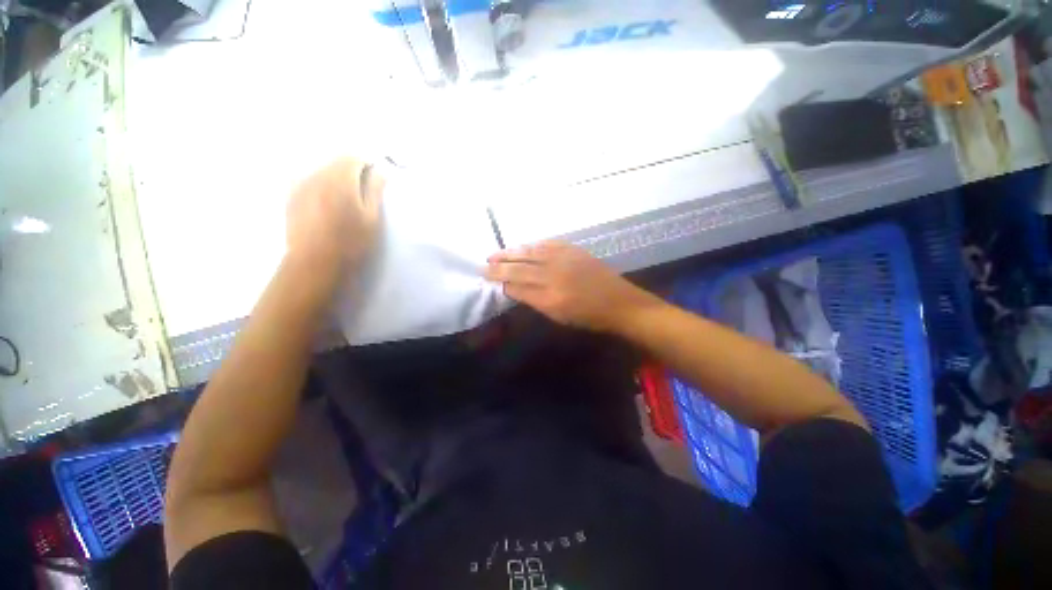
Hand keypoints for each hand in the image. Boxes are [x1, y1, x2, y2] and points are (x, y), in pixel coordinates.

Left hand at [286, 158, 383, 276]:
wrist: (315, 262)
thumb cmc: (351, 242)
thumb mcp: (372, 218)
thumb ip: (375, 191)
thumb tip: (380, 171)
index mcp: (340, 180)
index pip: (353, 157)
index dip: (366, 165)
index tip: (374, 179)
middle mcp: (317, 175)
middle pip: (336, 161)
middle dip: (351, 170)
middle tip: (361, 192)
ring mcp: (300, 184)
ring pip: (321, 170)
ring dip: (335, 178)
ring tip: (344, 200)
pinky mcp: (291, 196)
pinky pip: (308, 180)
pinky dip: (320, 185)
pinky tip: (325, 204)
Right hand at [485, 241, 660, 332]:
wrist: (619, 303)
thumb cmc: (588, 317)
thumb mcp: (558, 315)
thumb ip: (534, 300)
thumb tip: (514, 288)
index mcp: (549, 296)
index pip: (517, 285)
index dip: (501, 281)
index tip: (489, 278)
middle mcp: (553, 274)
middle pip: (520, 267)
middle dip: (500, 265)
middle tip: (485, 264)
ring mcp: (564, 259)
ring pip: (531, 252)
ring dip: (512, 252)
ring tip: (497, 253)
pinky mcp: (574, 250)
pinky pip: (548, 244)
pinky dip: (533, 245)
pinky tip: (524, 246)